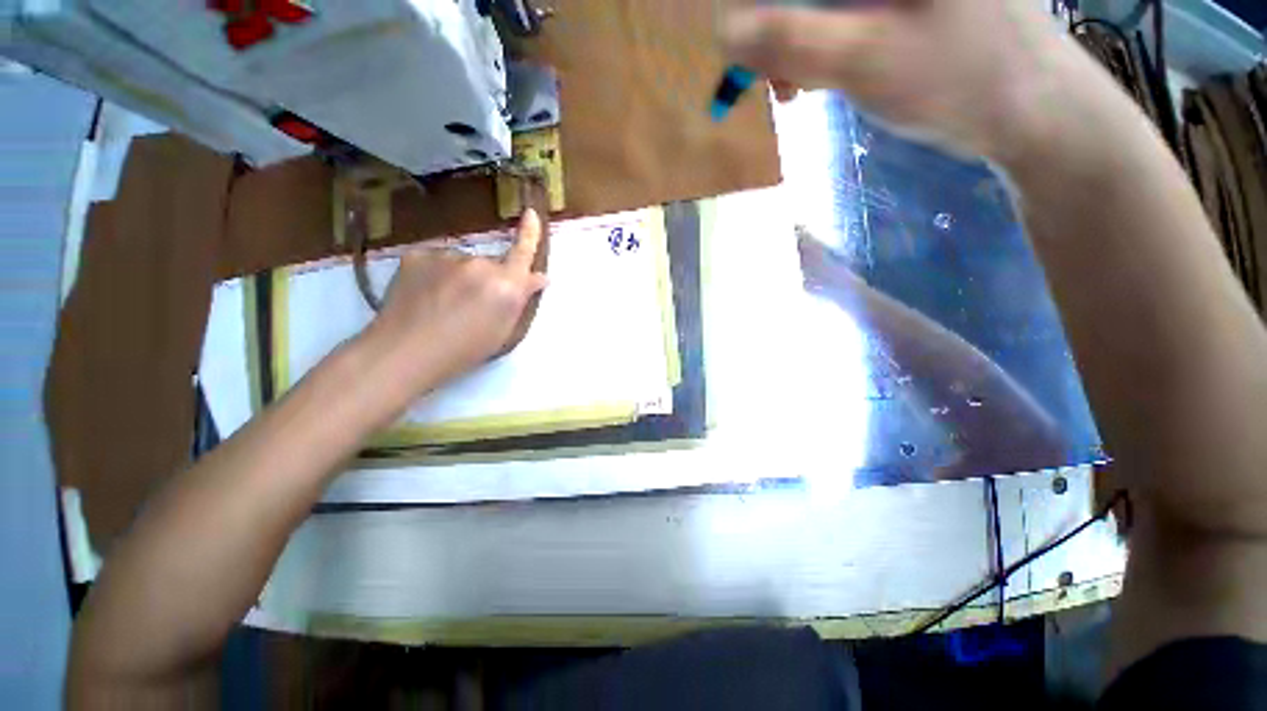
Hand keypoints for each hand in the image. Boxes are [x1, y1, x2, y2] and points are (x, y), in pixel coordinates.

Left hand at [361, 208, 548, 391]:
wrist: (405, 352)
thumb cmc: (464, 351)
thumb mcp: (503, 331)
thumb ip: (521, 300)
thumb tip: (539, 277)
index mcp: (506, 286)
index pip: (523, 253)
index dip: (529, 233)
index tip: (530, 213)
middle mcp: (479, 264)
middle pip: (491, 265)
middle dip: (489, 280)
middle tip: (473, 306)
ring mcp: (447, 256)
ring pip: (462, 264)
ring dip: (460, 278)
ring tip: (443, 305)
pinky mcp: (417, 254)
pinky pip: (437, 261)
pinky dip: (435, 275)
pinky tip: (424, 295)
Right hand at [723, 0, 1076, 162]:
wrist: (1034, 110)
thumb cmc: (959, 79)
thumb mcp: (864, 59)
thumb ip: (791, 40)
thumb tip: (726, 31)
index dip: (764, 9)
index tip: (746, 53)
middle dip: (779, 32)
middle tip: (770, 81)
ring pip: (823, 3)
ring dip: (796, 45)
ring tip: (794, 89)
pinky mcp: (905, 3)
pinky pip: (843, 16)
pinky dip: (821, 48)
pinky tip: (819, 77)